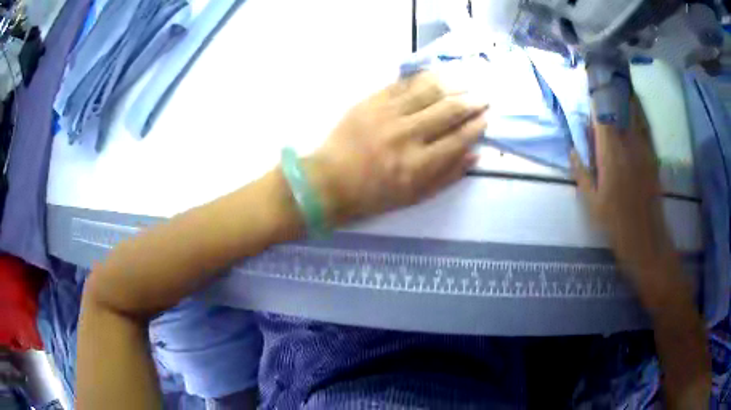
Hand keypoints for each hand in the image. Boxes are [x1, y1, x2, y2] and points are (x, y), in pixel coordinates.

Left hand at [307, 71, 486, 224]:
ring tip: (466, 81)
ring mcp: (388, 114)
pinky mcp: (371, 101)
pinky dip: (424, 78)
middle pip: (448, 110)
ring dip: (453, 84)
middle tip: (483, 97)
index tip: (486, 117)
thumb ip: (447, 176)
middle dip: (471, 102)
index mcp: (418, 164)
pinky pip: (403, 84)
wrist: (329, 180)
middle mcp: (407, 135)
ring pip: (429, 91)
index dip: (476, 126)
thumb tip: (475, 154)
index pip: (458, 138)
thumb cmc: (373, 194)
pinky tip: (437, 75)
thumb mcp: (414, 196)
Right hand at [571, 97, 672, 286]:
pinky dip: (640, 112)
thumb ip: (581, 172)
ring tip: (620, 78)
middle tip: (605, 70)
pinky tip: (636, 105)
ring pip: (635, 113)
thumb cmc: (615, 223)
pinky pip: (646, 127)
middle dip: (612, 87)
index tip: (590, 78)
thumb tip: (573, 149)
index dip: (596, 95)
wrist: (646, 239)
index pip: (601, 114)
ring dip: (627, 94)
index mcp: (610, 154)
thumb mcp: (592, 202)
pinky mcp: (652, 156)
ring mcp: (643, 149)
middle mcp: (628, 144)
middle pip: (621, 107)